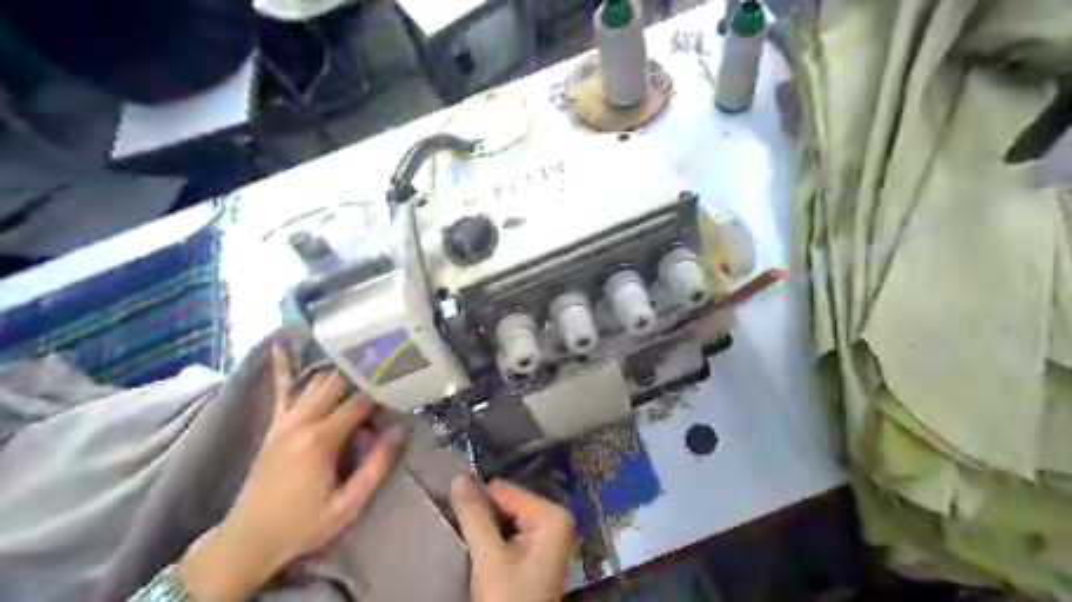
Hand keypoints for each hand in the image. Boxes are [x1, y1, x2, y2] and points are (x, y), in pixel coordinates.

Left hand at [177, 343, 403, 600]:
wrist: (248, 540)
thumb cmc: (303, 525)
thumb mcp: (348, 504)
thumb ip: (376, 466)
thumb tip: (399, 430)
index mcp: (321, 440)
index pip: (359, 402)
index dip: (382, 389)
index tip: (402, 376)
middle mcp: (300, 422)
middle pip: (338, 383)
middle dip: (363, 372)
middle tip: (387, 361)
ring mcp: (283, 421)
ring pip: (316, 381)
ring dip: (339, 370)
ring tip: (361, 355)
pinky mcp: (274, 426)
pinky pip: (280, 389)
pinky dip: (282, 366)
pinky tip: (282, 344)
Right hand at [449, 475, 572, 601]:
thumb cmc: (509, 600)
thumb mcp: (490, 557)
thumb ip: (474, 515)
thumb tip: (457, 476)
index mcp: (552, 515)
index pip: (504, 491)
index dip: (478, 503)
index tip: (454, 515)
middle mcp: (554, 519)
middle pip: (506, 503)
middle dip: (482, 516)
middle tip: (458, 529)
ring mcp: (546, 536)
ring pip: (504, 518)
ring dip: (484, 529)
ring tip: (466, 540)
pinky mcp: (536, 553)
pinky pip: (508, 533)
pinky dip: (491, 540)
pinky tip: (478, 550)